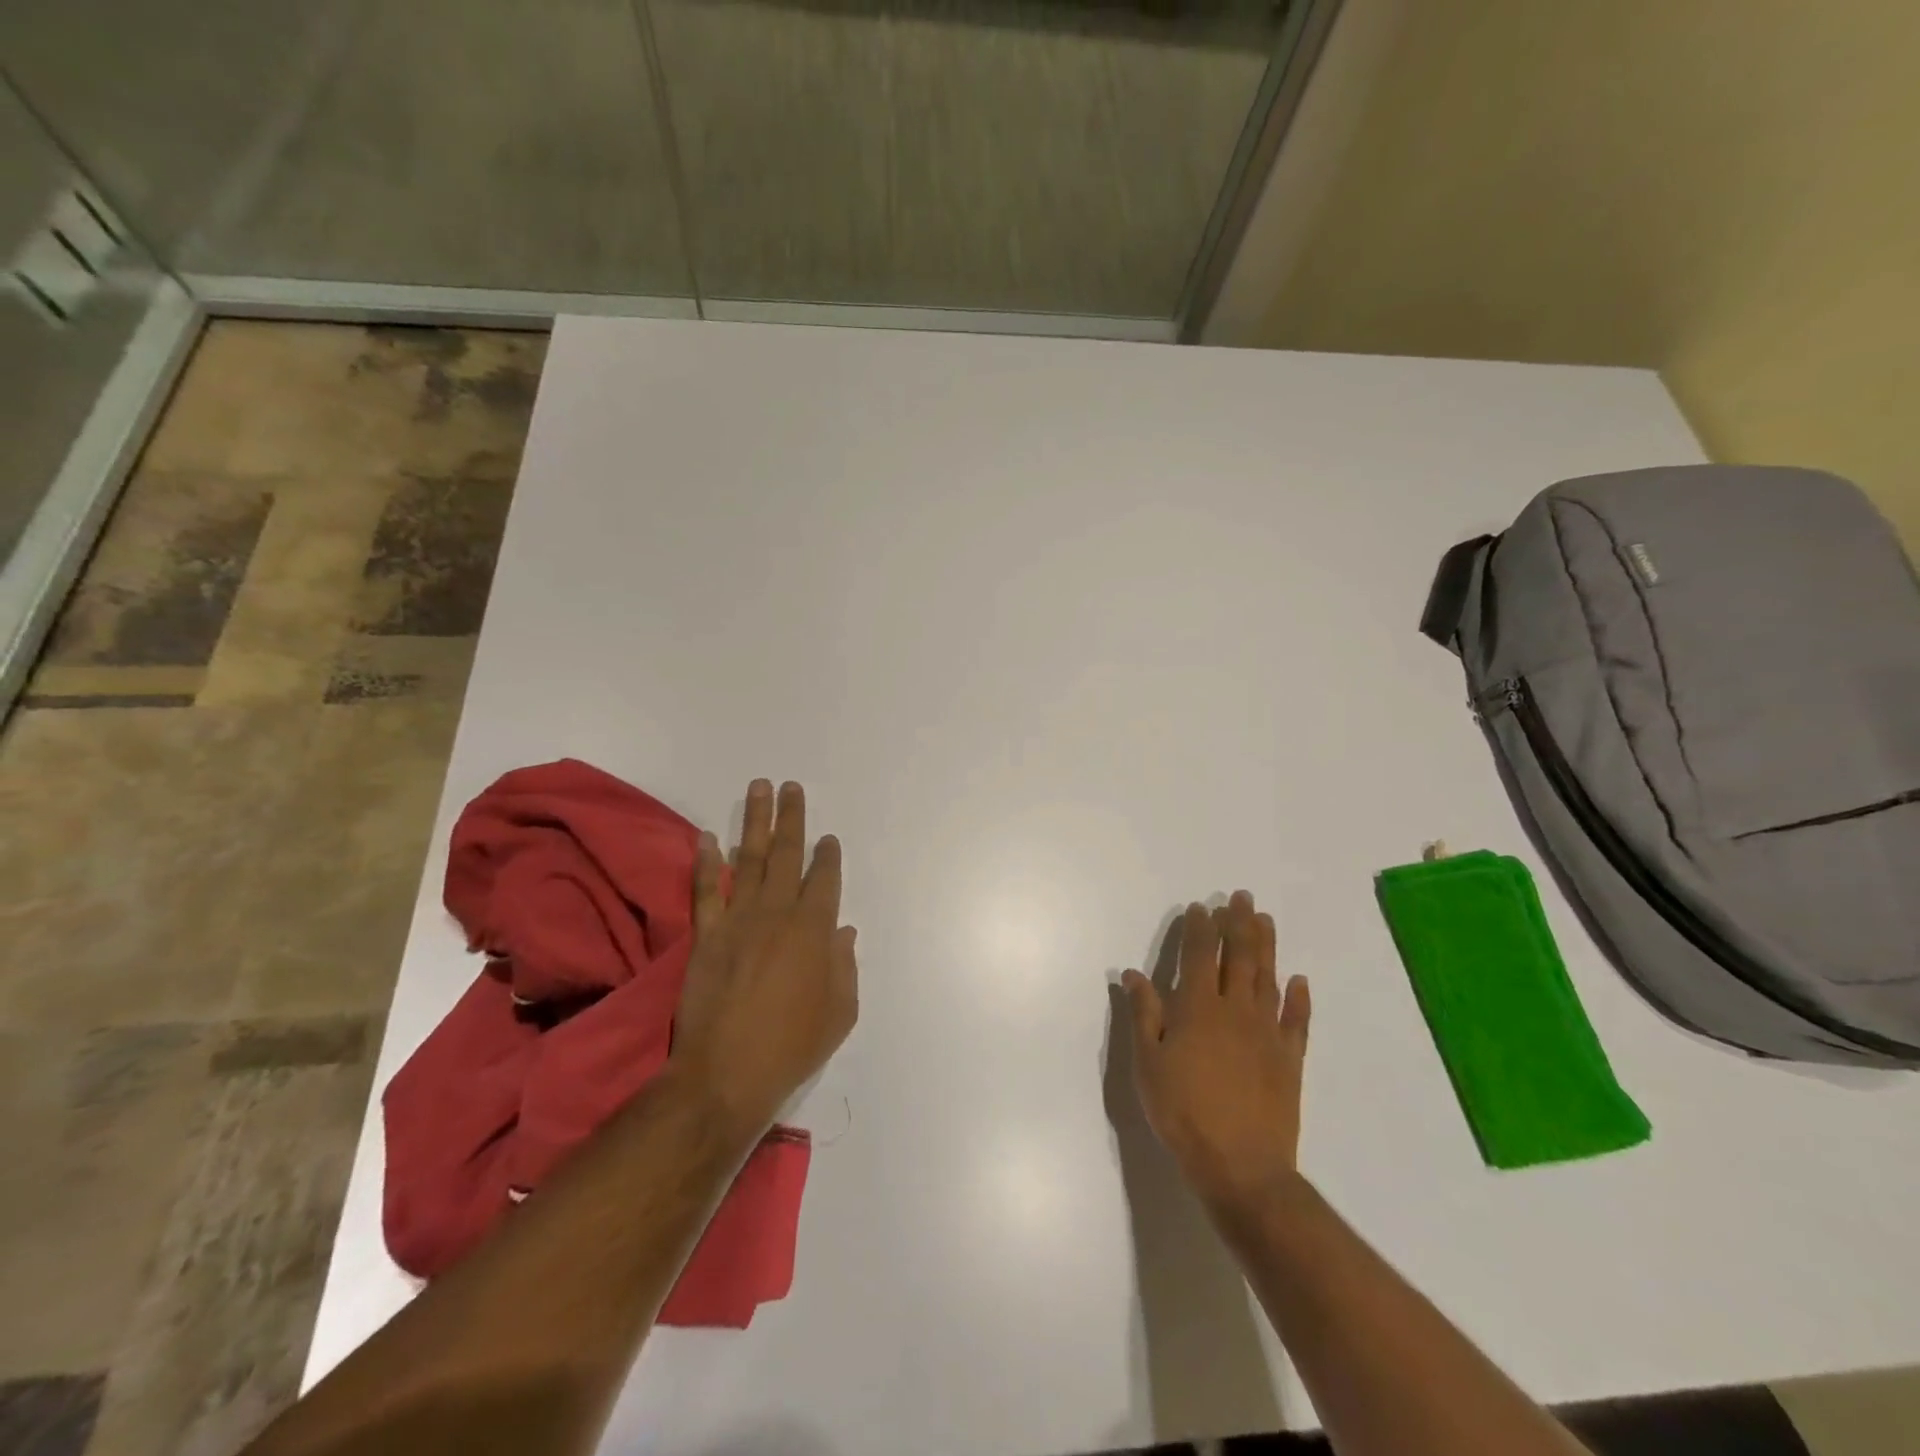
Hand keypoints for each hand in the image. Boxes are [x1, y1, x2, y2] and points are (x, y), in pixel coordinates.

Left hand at [671, 780, 858, 1136]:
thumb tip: (843, 931)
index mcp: (814, 930)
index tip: (828, 839)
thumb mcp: (840, 1013)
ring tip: (759, 789)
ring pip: (750, 860)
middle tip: (791, 787)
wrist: (725, 1075)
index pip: (824, 879)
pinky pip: (706, 890)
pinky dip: (707, 862)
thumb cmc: (792, 1046)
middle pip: (787, 855)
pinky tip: (708, 837)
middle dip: (792, 818)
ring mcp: (738, 921)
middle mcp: (777, 914)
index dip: (828, 856)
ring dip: (755, 823)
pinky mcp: (706, 935)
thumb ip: (844, 966)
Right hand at [1122, 891, 1310, 1212]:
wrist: (1240, 1165)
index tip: (1201, 906)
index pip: (1200, 956)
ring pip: (1268, 978)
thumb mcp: (1148, 1063)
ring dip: (1267, 946)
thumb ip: (1143, 1014)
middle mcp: (1235, 1010)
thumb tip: (1134, 973)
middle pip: (1240, 957)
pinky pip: (1297, 1020)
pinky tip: (1300, 980)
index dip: (1201, 928)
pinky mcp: (1290, 1058)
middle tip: (1242, 897)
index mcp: (1198, 1008)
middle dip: (1238, 923)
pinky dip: (1299, 998)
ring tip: (1265, 920)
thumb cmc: (1182, 1111)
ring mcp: (1267, 1033)